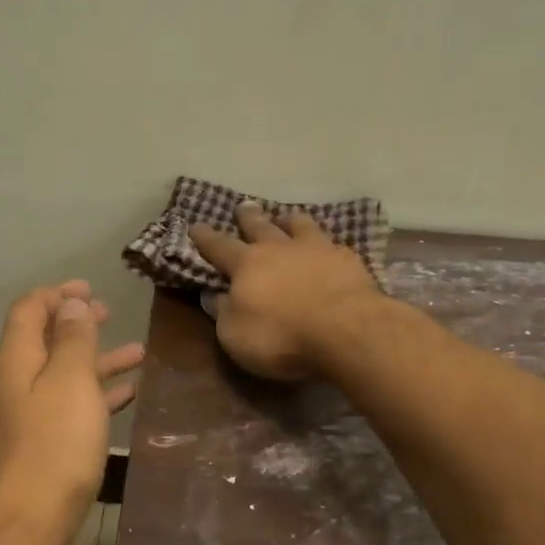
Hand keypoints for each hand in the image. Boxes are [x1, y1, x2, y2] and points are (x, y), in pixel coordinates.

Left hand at [0, 281, 143, 541]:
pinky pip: (74, 404)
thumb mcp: (70, 380)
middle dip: (77, 323)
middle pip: (45, 339)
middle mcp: (18, 380)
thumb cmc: (55, 443)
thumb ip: (72, 338)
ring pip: (65, 373)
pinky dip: (98, 392)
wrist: (30, 518)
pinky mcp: (45, 440)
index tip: (89, 288)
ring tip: (137, 352)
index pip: (29, 309)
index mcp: (17, 358)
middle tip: (108, 312)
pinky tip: (128, 393)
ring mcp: (30, 412)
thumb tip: (71, 301)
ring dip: (97, 359)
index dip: (57, 294)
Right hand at [189, 204, 381, 381]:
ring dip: (289, 221)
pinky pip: (332, 243)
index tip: (195, 225)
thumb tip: (213, 296)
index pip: (219, 247)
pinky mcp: (349, 261)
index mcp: (247, 265)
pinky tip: (328, 247)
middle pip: (261, 226)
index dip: (205, 238)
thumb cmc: (281, 337)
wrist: (347, 332)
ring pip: (300, 225)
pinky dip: (324, 242)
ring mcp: (317, 250)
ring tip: (286, 217)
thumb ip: (223, 312)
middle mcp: (280, 249)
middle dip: (248, 217)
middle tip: (244, 206)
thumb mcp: (235, 335)